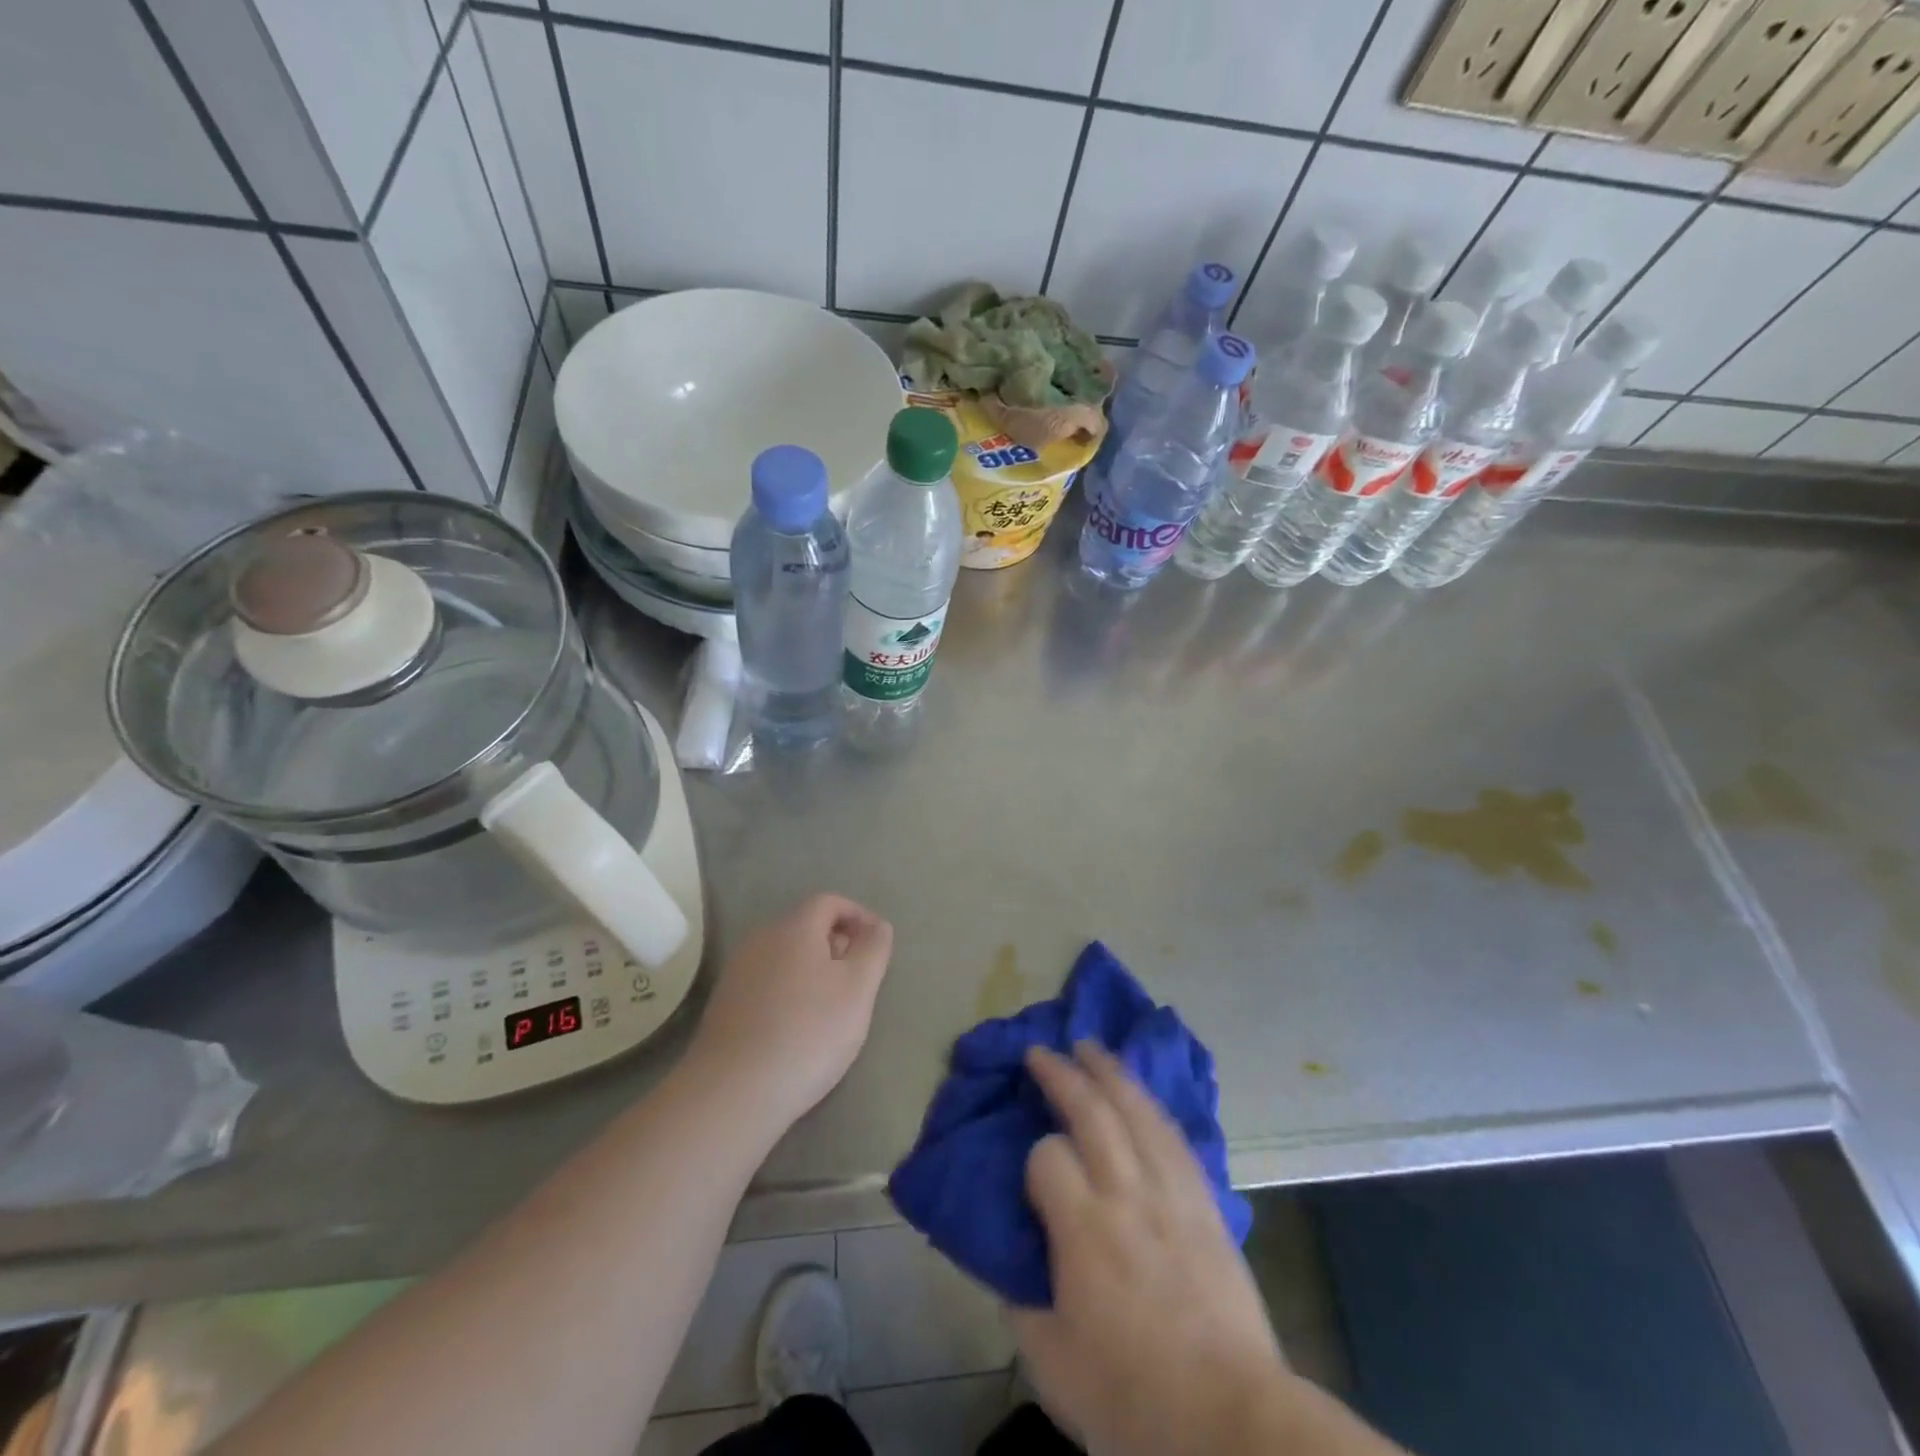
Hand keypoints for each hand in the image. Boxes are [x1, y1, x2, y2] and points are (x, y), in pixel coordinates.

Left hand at [688, 894, 892, 1131]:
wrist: (733, 1091)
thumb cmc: (808, 1032)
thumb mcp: (858, 989)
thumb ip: (874, 950)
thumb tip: (878, 925)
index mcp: (794, 927)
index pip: (829, 902)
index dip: (858, 915)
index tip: (877, 943)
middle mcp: (761, 938)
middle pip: (805, 926)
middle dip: (836, 942)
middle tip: (859, 976)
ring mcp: (738, 971)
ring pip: (785, 954)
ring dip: (813, 967)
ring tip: (833, 1004)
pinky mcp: (724, 1003)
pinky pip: (767, 980)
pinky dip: (790, 989)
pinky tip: (799, 1025)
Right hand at [1010, 1043, 1287, 1455]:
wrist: (1232, 1420)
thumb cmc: (1133, 1398)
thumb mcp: (1052, 1364)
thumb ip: (1021, 1303)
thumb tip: (1011, 1262)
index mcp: (1084, 1228)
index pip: (1048, 1156)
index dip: (1034, 1156)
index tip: (1033, 1177)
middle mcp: (1127, 1192)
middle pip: (1092, 1110)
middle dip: (1063, 1073)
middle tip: (1043, 1050)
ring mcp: (1172, 1191)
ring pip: (1137, 1109)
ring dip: (1110, 1071)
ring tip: (1091, 1046)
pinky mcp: (1205, 1200)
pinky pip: (1174, 1135)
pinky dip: (1151, 1104)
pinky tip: (1141, 1093)